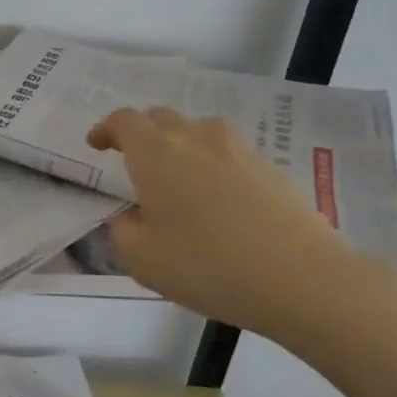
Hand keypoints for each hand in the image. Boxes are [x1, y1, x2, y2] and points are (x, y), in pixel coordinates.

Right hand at [86, 107, 372, 345]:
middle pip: (161, 118)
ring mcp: (237, 150)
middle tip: (132, 159)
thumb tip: (129, 216)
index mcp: (156, 153)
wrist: (301, 278)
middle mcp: (195, 138)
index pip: (124, 121)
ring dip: (179, 145)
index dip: (106, 128)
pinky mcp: (269, 169)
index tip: (96, 143)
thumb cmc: (207, 265)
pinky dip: (212, 165)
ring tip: (176, 176)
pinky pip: (228, 154)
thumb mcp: (141, 259)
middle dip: (141, 133)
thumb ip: (122, 230)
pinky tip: (217, 199)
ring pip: (198, 132)